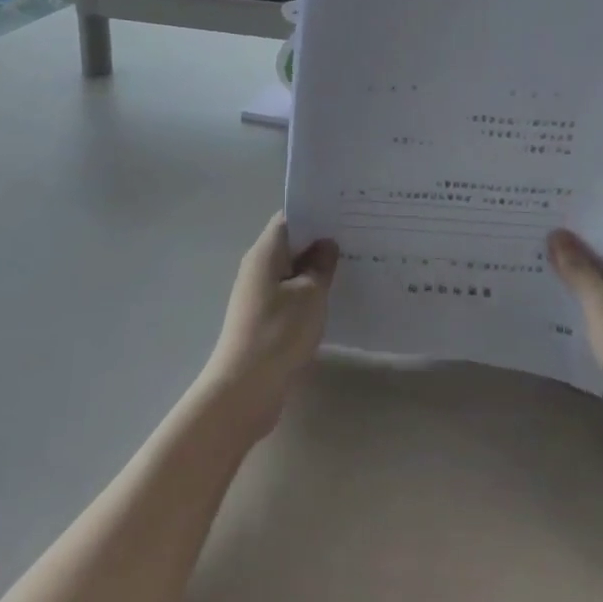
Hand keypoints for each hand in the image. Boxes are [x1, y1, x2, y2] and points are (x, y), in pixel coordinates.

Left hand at [197, 214, 338, 441]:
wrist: (245, 388)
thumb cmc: (279, 332)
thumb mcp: (310, 294)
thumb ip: (320, 265)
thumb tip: (326, 243)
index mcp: (265, 252)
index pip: (288, 219)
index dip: (315, 213)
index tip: (344, 214)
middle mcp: (257, 267)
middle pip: (290, 244)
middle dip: (319, 241)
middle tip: (357, 239)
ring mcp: (258, 295)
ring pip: (291, 271)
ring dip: (315, 270)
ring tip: (352, 267)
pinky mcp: (263, 319)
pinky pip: (289, 295)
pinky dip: (308, 293)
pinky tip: (332, 300)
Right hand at [548, 208, 602, 469]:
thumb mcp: (602, 306)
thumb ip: (578, 269)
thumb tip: (557, 234)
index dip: (594, 202)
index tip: (557, 194)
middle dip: (579, 232)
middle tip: (536, 219)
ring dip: (578, 264)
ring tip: (536, 250)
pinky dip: (583, 292)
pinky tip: (552, 293)